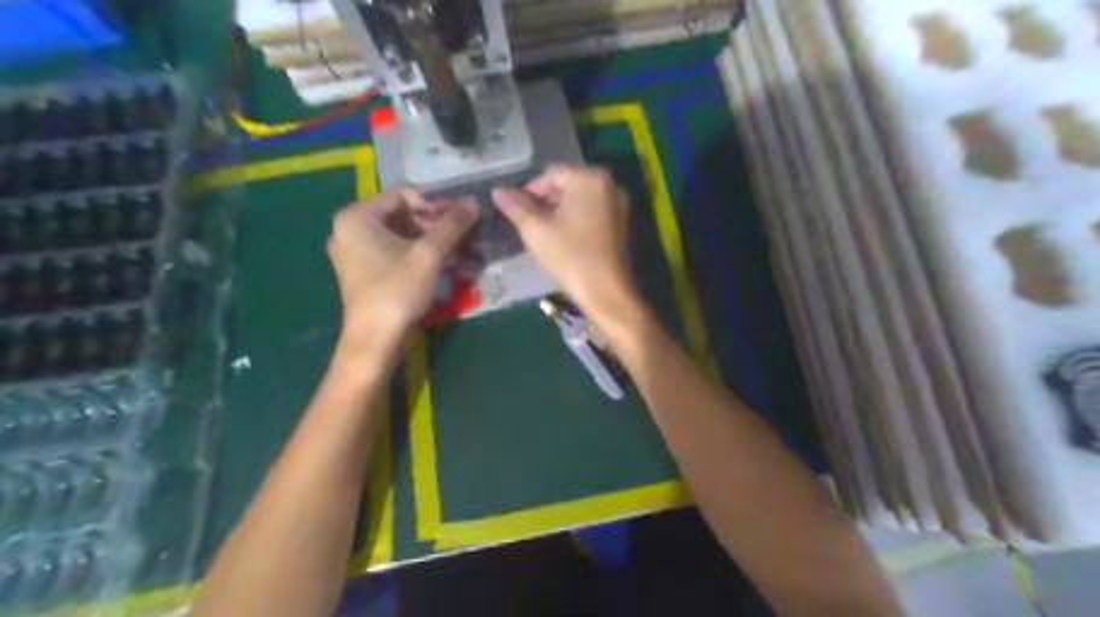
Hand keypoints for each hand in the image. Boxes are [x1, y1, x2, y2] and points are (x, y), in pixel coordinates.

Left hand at [327, 191, 479, 358]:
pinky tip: (439, 266)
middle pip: (400, 215)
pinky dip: (415, 255)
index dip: (433, 204)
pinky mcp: (362, 273)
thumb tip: (473, 200)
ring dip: (428, 242)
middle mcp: (349, 230)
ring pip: (398, 236)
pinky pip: (392, 253)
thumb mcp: (430, 254)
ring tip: (455, 252)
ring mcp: (353, 253)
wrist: (376, 340)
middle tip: (459, 237)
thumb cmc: (398, 290)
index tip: (457, 220)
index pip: (402, 195)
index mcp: (356, 217)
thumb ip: (452, 224)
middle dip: (433, 225)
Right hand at [495, 165, 640, 322]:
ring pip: (579, 199)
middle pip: (567, 184)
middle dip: (544, 201)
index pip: (550, 174)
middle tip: (528, 225)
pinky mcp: (621, 223)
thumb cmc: (568, 256)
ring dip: (558, 211)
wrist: (604, 291)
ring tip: (543, 233)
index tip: (517, 213)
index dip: (529, 192)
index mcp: (589, 178)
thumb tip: (498, 191)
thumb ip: (515, 206)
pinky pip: (591, 211)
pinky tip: (564, 239)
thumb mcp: (535, 229)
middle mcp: (609, 184)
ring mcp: (618, 204)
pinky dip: (575, 219)